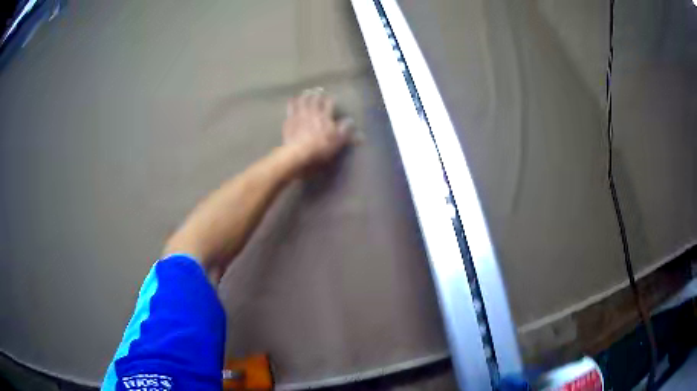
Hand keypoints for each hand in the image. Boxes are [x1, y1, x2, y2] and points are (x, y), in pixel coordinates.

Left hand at [283, 88, 353, 171]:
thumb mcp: (338, 141)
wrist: (298, 152)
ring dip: (303, 96)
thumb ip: (345, 129)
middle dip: (317, 94)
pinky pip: (290, 109)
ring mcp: (299, 115)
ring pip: (301, 101)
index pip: (329, 103)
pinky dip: (291, 104)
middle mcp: (312, 112)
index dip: (331, 99)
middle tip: (318, 91)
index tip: (332, 97)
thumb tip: (350, 120)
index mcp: (325, 116)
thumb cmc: (320, 147)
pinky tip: (291, 102)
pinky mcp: (289, 121)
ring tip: (305, 93)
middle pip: (314, 99)